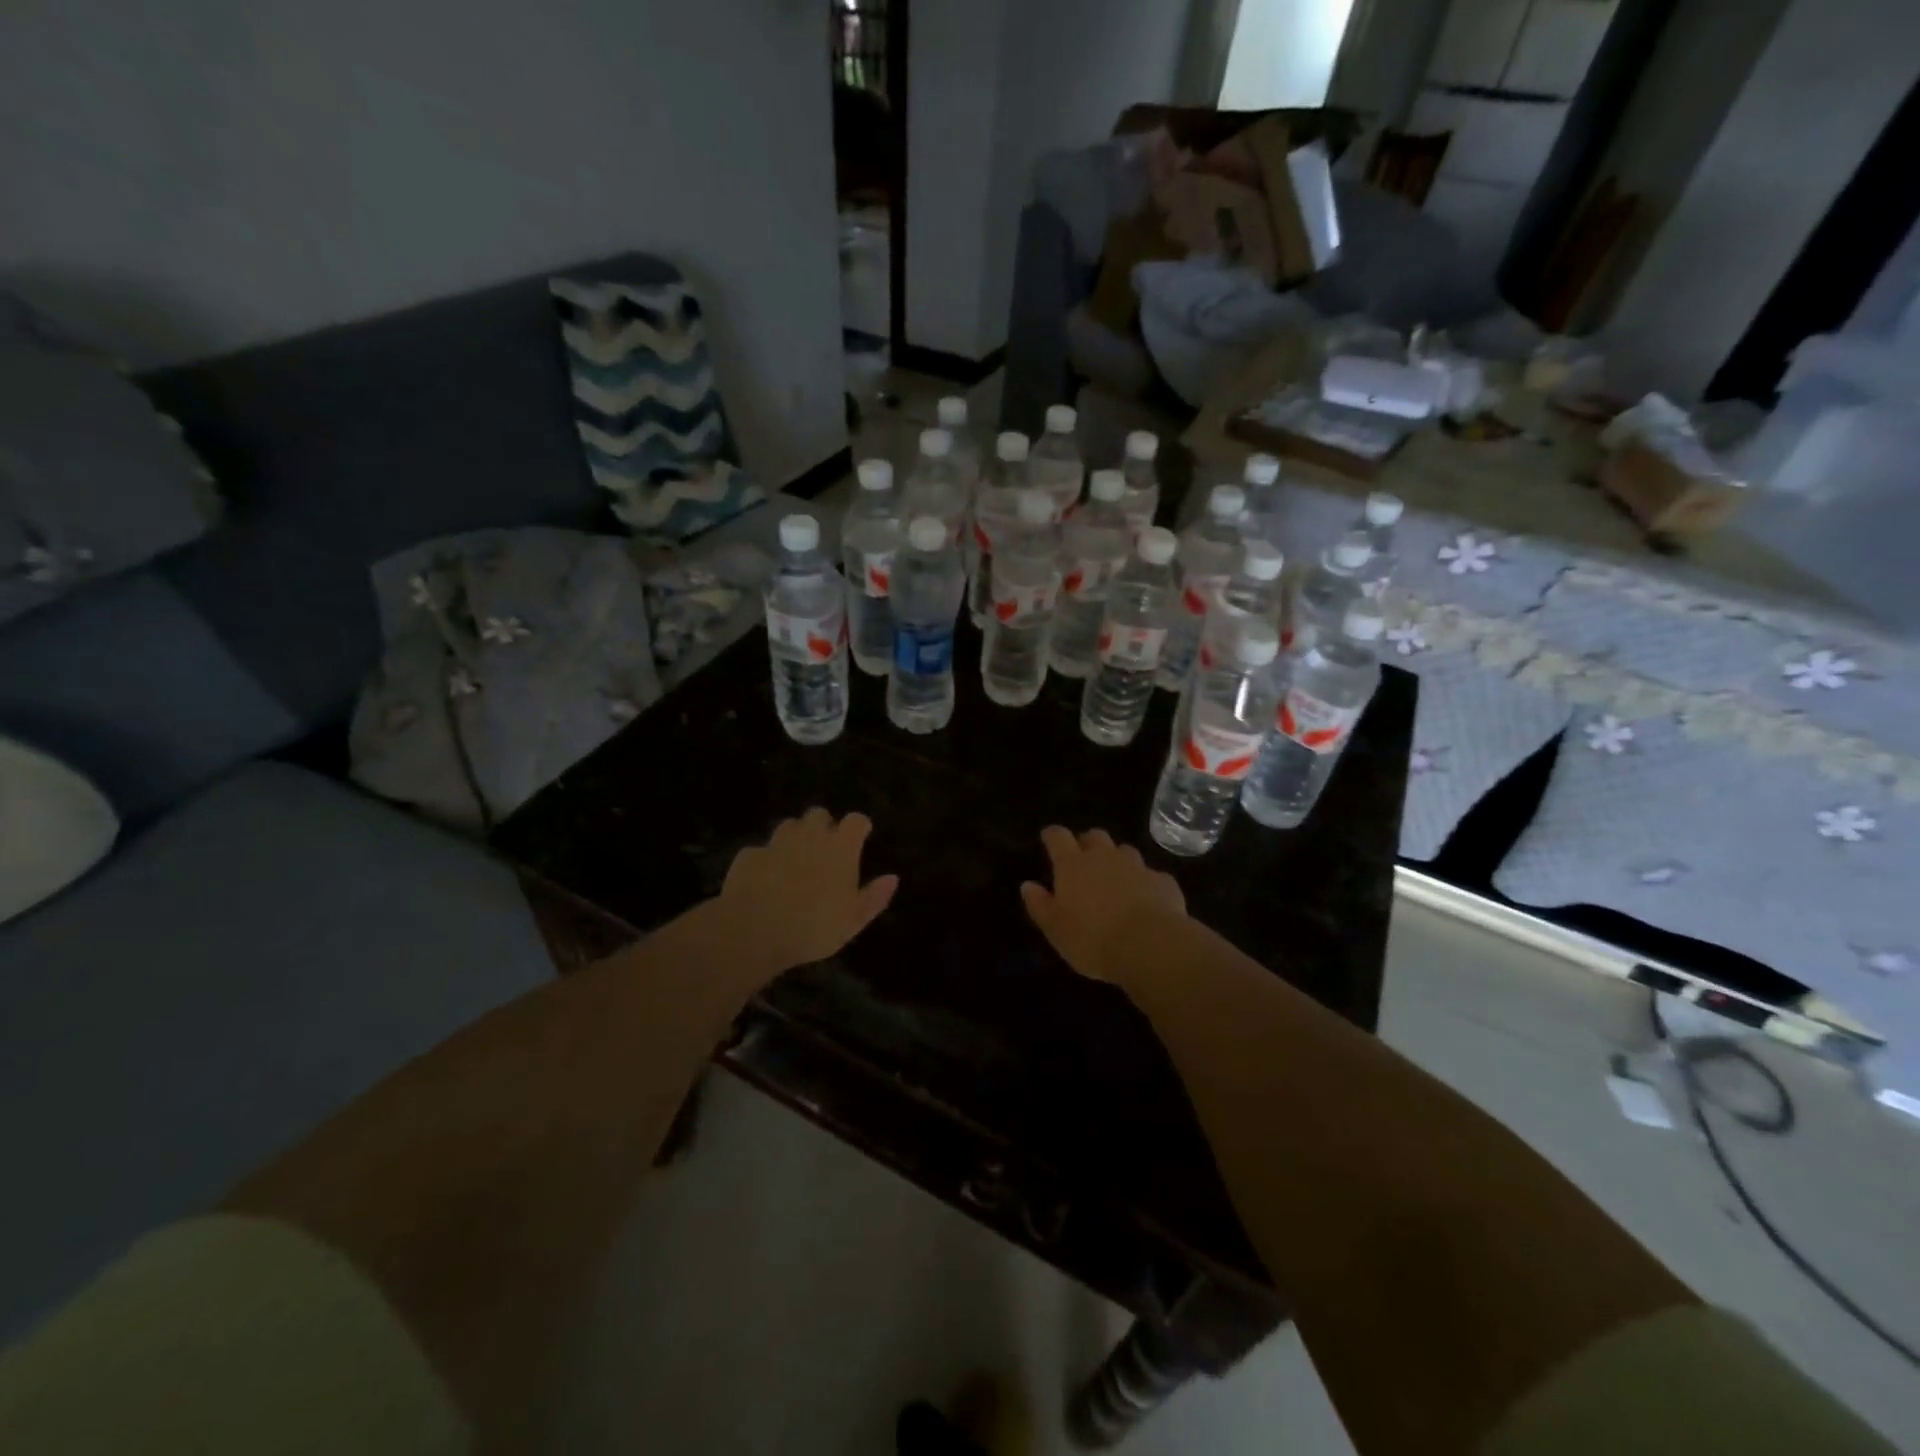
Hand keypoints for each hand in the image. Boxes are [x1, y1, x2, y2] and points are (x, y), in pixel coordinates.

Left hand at [717, 808, 898, 971]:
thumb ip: (875, 896)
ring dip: (795, 837)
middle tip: (825, 849)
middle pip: (819, 814)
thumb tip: (893, 878)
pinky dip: (766, 860)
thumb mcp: (853, 919)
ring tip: (795, 860)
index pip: (856, 820)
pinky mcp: (749, 855)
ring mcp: (776, 842)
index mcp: (840, 847)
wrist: (753, 931)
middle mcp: (809, 835)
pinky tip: (764, 879)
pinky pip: (761, 850)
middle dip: (823, 826)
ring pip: (789, 825)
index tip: (861, 837)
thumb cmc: (814, 926)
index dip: (859, 826)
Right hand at [1021, 826, 1185, 983]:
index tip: (1048, 838)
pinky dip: (1145, 883)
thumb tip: (1027, 885)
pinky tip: (1146, 900)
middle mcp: (1104, 857)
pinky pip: (1151, 875)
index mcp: (1073, 865)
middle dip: (1087, 843)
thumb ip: (1040, 905)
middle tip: (1083, 860)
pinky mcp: (1163, 881)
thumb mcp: (1056, 929)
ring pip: (1124, 851)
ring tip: (1115, 880)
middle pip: (1095, 836)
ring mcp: (1137, 866)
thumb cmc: (1093, 939)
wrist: (1150, 946)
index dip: (1052, 835)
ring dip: (1117, 860)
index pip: (1058, 837)